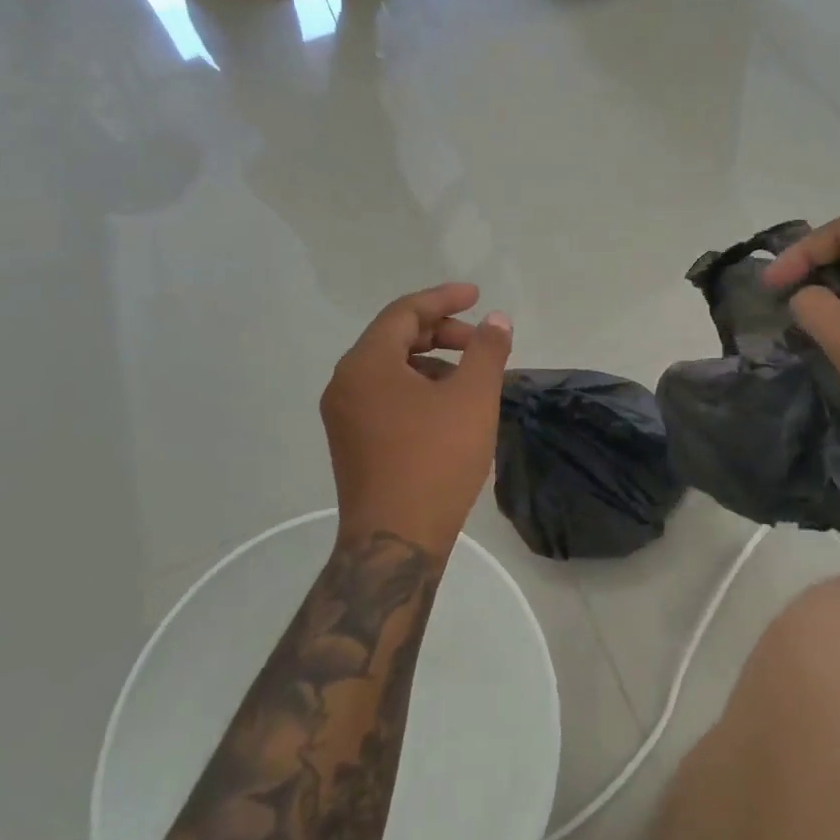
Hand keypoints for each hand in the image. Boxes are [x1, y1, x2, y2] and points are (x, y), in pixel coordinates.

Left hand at [320, 282, 513, 556]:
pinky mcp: (352, 442)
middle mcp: (345, 383)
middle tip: (479, 342)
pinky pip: (385, 395)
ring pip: (391, 368)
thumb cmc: (435, 461)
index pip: (405, 312)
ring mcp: (344, 415)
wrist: (395, 542)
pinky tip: (447, 408)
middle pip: (395, 337)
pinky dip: (417, 387)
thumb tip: (496, 321)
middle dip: (441, 332)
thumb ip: (486, 351)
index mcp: (366, 364)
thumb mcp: (472, 398)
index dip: (444, 299)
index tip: (478, 296)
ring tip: (470, 377)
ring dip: (431, 361)